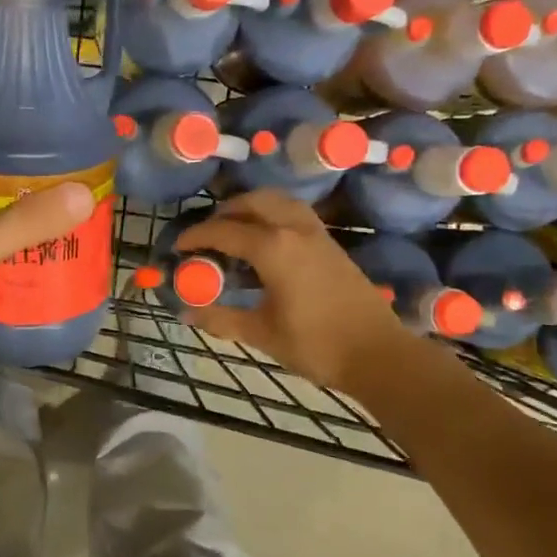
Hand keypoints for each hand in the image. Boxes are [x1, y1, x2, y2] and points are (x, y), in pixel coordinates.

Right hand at [175, 190, 410, 393]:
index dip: (196, 237)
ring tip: (235, 232)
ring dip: (252, 209)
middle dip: (224, 213)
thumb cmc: (316, 345)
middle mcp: (294, 229)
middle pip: (252, 203)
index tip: (178, 247)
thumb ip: (221, 318)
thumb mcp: (262, 333)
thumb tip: (186, 313)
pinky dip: (273, 215)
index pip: (224, 231)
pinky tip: (266, 243)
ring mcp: (316, 233)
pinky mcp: (330, 243)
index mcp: (273, 248)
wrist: (378, 354)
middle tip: (207, 236)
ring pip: (277, 202)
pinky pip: (294, 213)